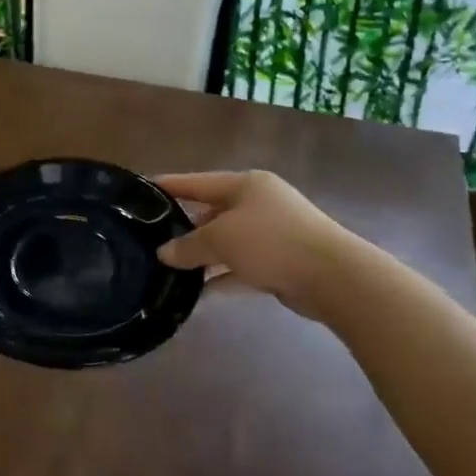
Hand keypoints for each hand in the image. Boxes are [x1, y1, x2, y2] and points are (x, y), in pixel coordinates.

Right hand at [154, 170, 362, 323]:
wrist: (333, 276)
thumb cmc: (271, 242)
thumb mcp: (221, 239)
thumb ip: (188, 245)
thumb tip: (164, 253)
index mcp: (245, 185)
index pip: (198, 182)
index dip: (170, 186)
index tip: (142, 191)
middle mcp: (259, 204)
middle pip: (212, 212)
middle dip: (185, 228)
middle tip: (152, 240)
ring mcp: (272, 234)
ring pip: (227, 242)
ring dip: (203, 256)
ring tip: (169, 270)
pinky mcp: (280, 262)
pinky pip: (241, 267)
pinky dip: (222, 277)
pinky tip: (198, 293)